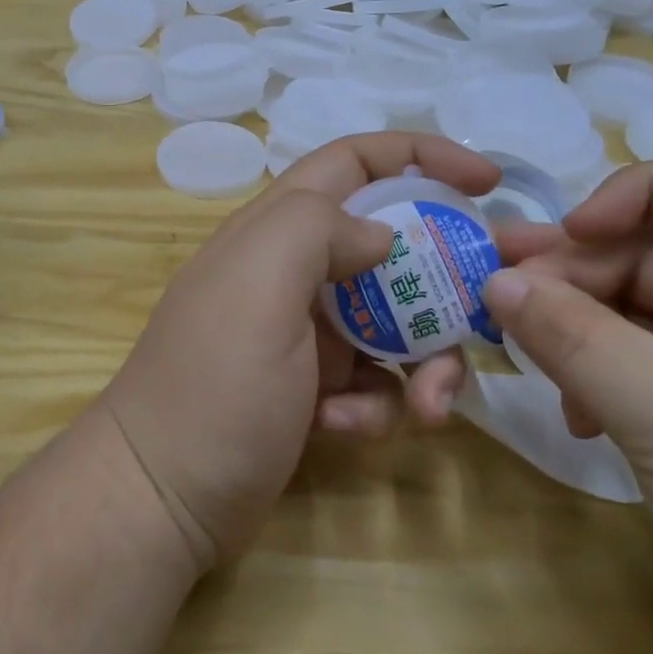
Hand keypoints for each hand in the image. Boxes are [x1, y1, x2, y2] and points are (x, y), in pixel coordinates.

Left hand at [99, 133, 502, 570]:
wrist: (163, 496)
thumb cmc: (214, 381)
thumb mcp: (258, 284)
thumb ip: (318, 230)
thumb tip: (379, 235)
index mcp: (277, 231)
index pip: (355, 162)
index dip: (422, 157)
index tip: (488, 184)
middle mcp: (294, 272)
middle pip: (393, 247)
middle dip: (445, 278)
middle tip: (489, 310)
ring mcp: (305, 334)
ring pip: (396, 321)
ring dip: (423, 361)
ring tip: (426, 406)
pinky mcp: (314, 390)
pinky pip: (374, 380)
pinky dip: (374, 403)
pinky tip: (343, 426)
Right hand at [483, 159, 652, 653]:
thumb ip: (574, 338)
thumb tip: (494, 282)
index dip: (632, 195)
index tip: (564, 234)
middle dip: (575, 275)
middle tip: (494, 294)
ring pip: (638, 319)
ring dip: (577, 333)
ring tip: (525, 359)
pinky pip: (640, 373)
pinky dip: (597, 383)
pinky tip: (576, 418)